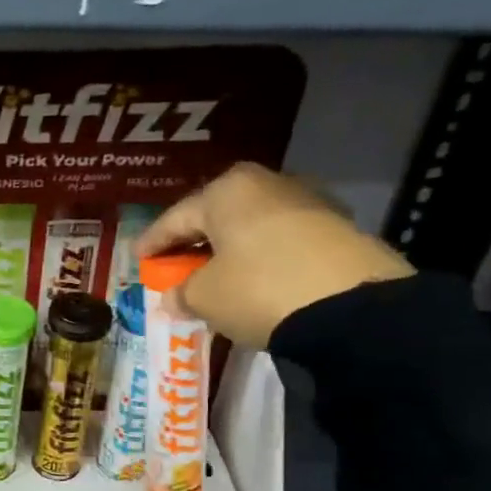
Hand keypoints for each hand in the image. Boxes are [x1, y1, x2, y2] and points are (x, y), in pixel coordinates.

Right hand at [137, 163, 412, 346]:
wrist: (352, 306)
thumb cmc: (258, 289)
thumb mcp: (205, 297)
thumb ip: (182, 292)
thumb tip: (174, 297)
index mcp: (226, 190)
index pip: (175, 218)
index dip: (153, 242)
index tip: (138, 259)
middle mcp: (267, 184)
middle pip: (216, 217)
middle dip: (194, 243)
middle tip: (176, 267)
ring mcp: (308, 203)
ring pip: (252, 228)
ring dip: (230, 251)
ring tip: (216, 278)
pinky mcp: (338, 229)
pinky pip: (282, 242)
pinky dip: (262, 259)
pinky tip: (255, 281)